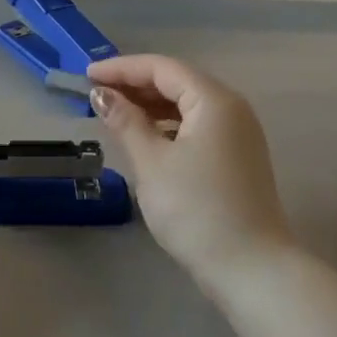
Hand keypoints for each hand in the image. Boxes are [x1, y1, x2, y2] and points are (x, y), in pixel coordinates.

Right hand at [87, 56, 299, 295]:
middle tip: (94, 95)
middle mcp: (231, 109)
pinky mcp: (236, 158)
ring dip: (149, 106)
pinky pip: (195, 127)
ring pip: (186, 106)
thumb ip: (125, 122)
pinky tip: (144, 138)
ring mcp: (238, 135)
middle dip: (134, 85)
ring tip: (113, 115)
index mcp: (214, 101)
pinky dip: (166, 126)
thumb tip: (101, 94)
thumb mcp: (152, 162)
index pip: (162, 68)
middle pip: (177, 82)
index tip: (86, 76)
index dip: (122, 68)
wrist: (250, 268)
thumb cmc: (196, 209)